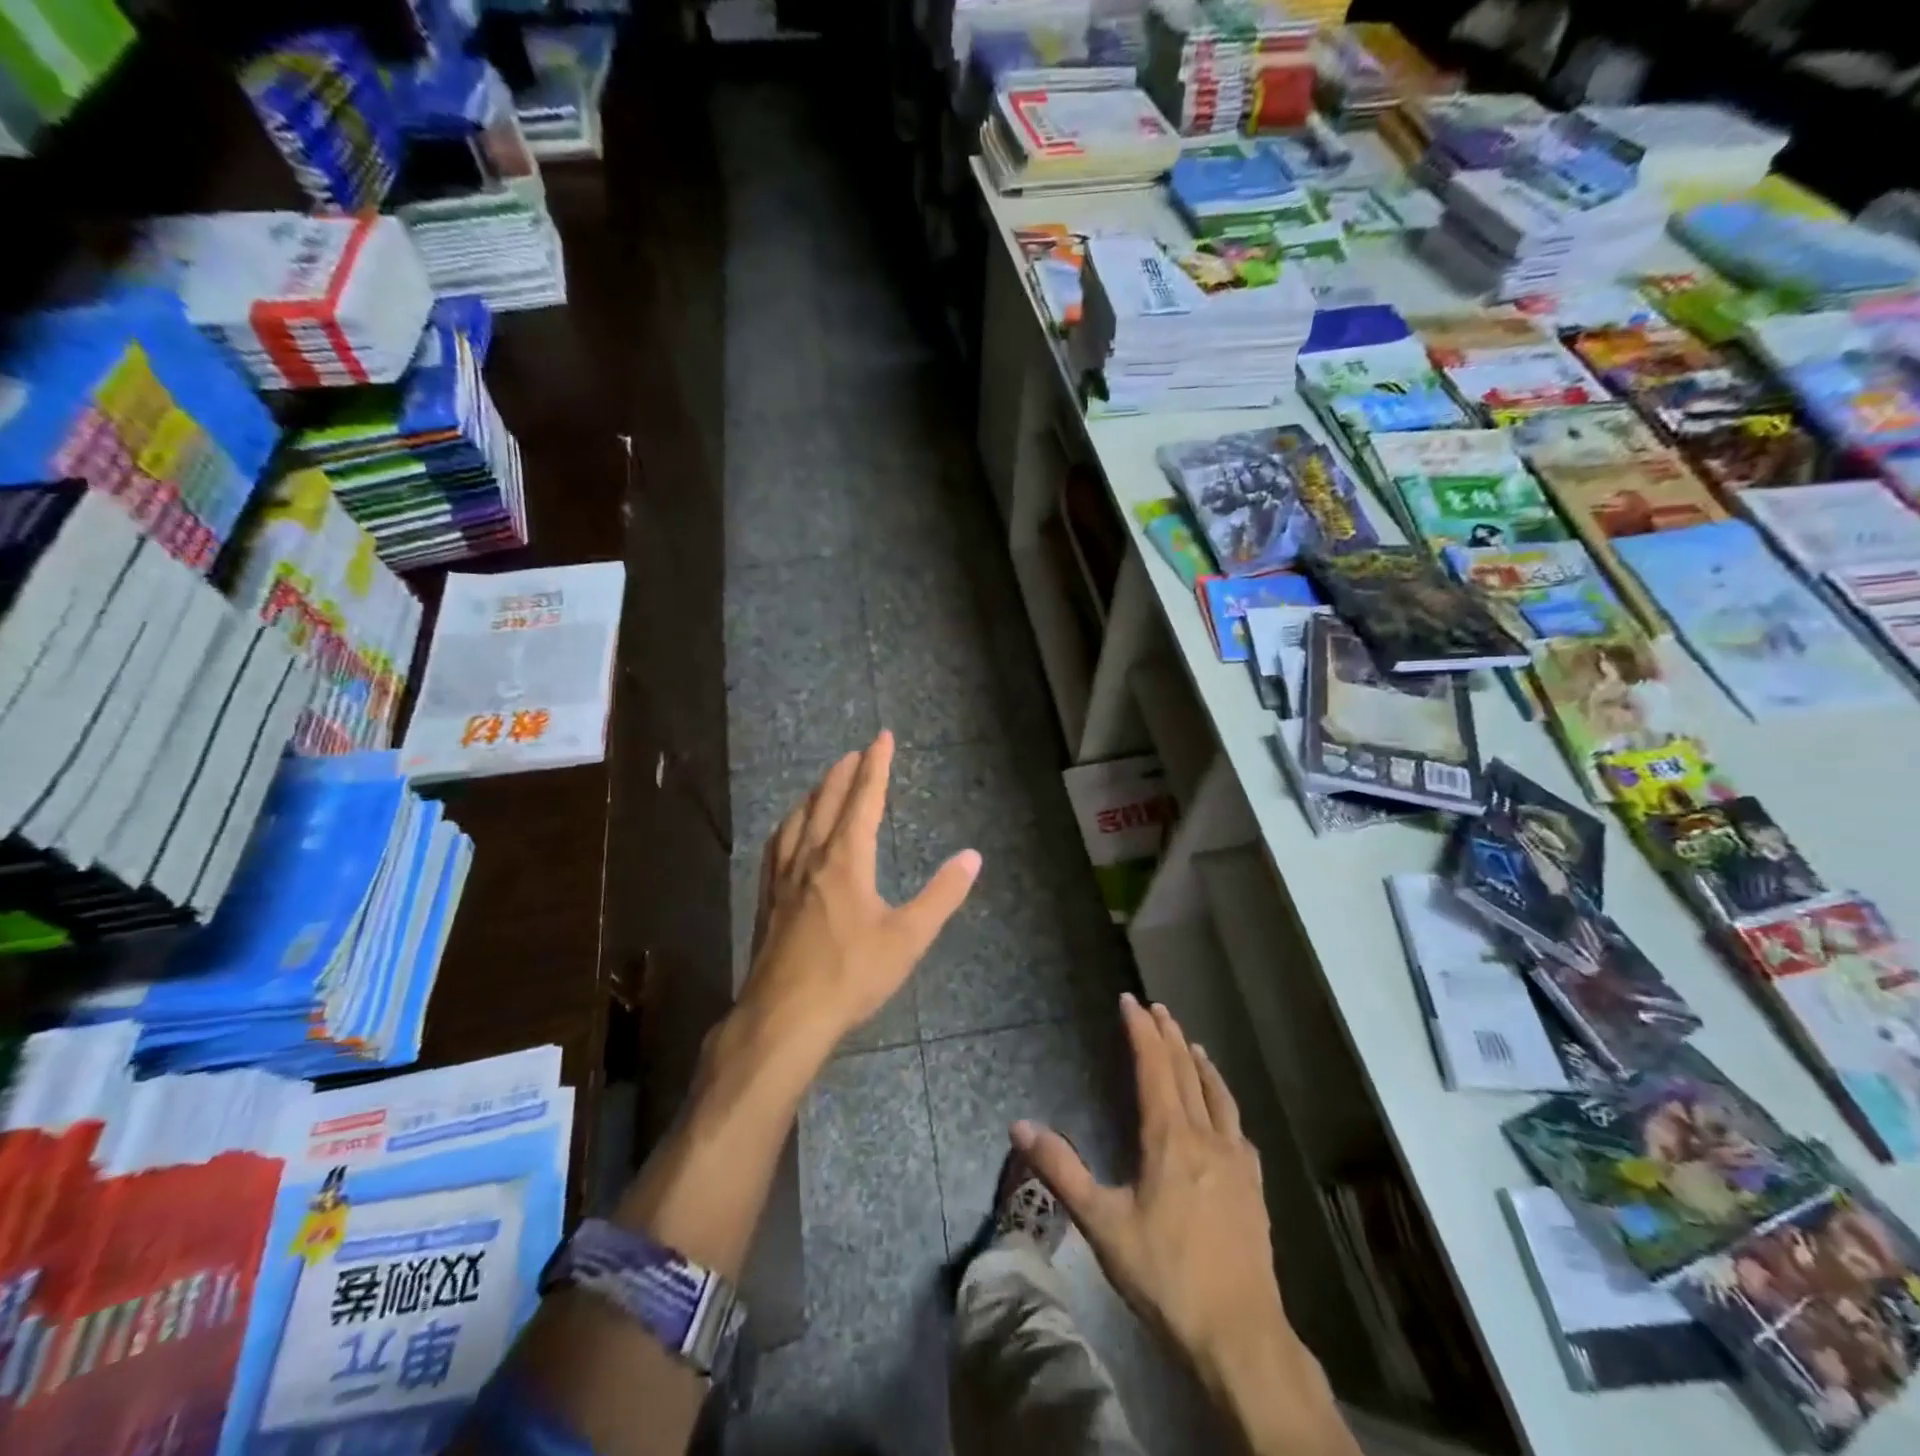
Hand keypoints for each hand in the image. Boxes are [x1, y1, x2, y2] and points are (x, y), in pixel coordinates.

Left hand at [743, 730, 980, 1052]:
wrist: (784, 1017)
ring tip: (823, 783)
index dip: (876, 766)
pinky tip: (787, 833)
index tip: (882, 737)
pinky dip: (788, 826)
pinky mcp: (767, 901)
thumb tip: (972, 857)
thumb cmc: (851, 976)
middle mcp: (811, 858)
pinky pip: (776, 847)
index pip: (864, 800)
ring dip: (814, 795)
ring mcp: (782, 879)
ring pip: (797, 821)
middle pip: (826, 802)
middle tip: (856, 752)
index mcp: (846, 860)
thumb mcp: (908, 938)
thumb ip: (942, 896)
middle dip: (843, 773)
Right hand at [1013, 995, 1292, 1383]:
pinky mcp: (1254, 1188)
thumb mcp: (1102, 1224)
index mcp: (1169, 1138)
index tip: (1130, 1001)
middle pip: (1186, 1072)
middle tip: (1157, 1008)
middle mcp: (1206, 1137)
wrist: (1239, 1335)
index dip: (1141, 1031)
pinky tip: (1225, 1112)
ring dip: (1201, 1063)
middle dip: (1169, 1035)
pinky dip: (1225, 1102)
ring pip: (1218, 1095)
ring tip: (1192, 1042)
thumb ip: (1061, 1171)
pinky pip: (1238, 1127)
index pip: (1154, 1067)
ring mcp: (1236, 1161)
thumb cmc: (1165, 1276)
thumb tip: (1019, 1126)